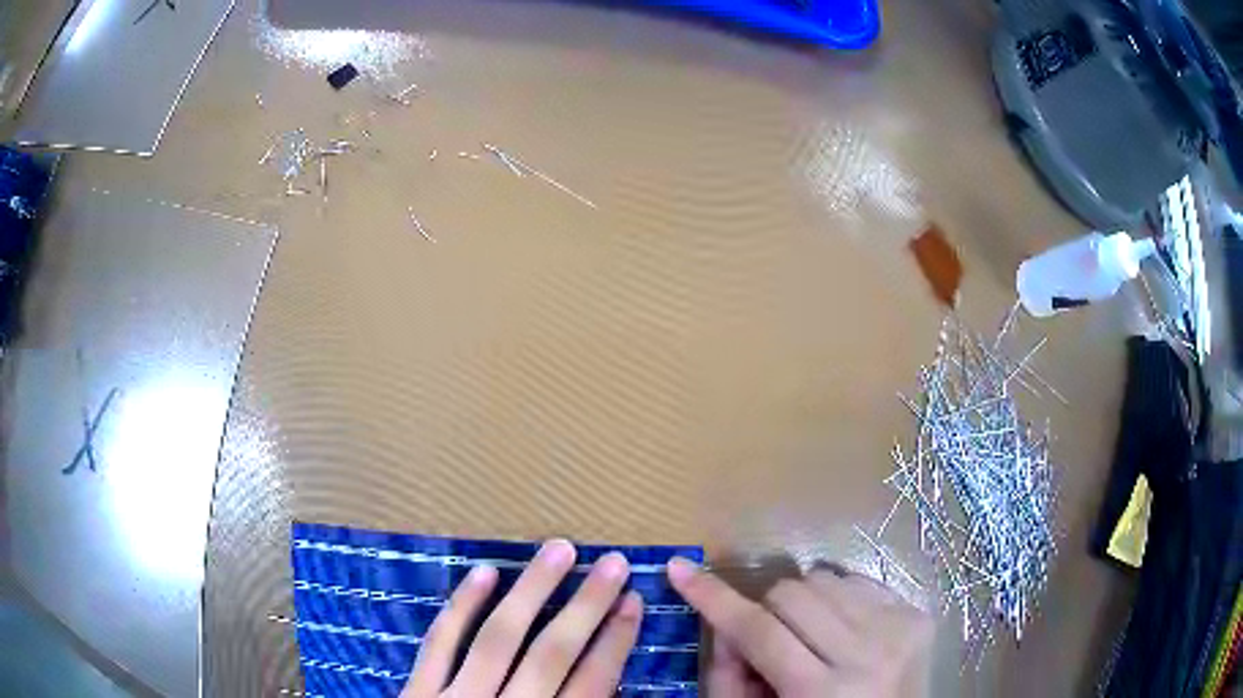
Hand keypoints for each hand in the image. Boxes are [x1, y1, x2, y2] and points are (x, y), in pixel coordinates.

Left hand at [401, 540, 642, 696]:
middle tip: (613, 563)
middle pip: (552, 654)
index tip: (635, 602)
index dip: (616, 641)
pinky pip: (439, 643)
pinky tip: (483, 572)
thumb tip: (609, 687)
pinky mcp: (417, 691)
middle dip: (587, 607)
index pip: (591, 683)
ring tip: (560, 550)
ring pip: (499, 638)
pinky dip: (460, 607)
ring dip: (532, 592)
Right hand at [667, 558, 934, 696]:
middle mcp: (866, 655)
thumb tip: (724, 626)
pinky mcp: (918, 614)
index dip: (714, 598)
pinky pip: (859, 581)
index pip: (758, 631)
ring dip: (803, 604)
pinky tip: (842, 631)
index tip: (680, 568)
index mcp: (821, 693)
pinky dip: (838, 599)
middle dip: (767, 611)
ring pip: (824, 578)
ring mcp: (898, 629)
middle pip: (790, 595)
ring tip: (811, 638)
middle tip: (770, 642)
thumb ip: (729, 679)